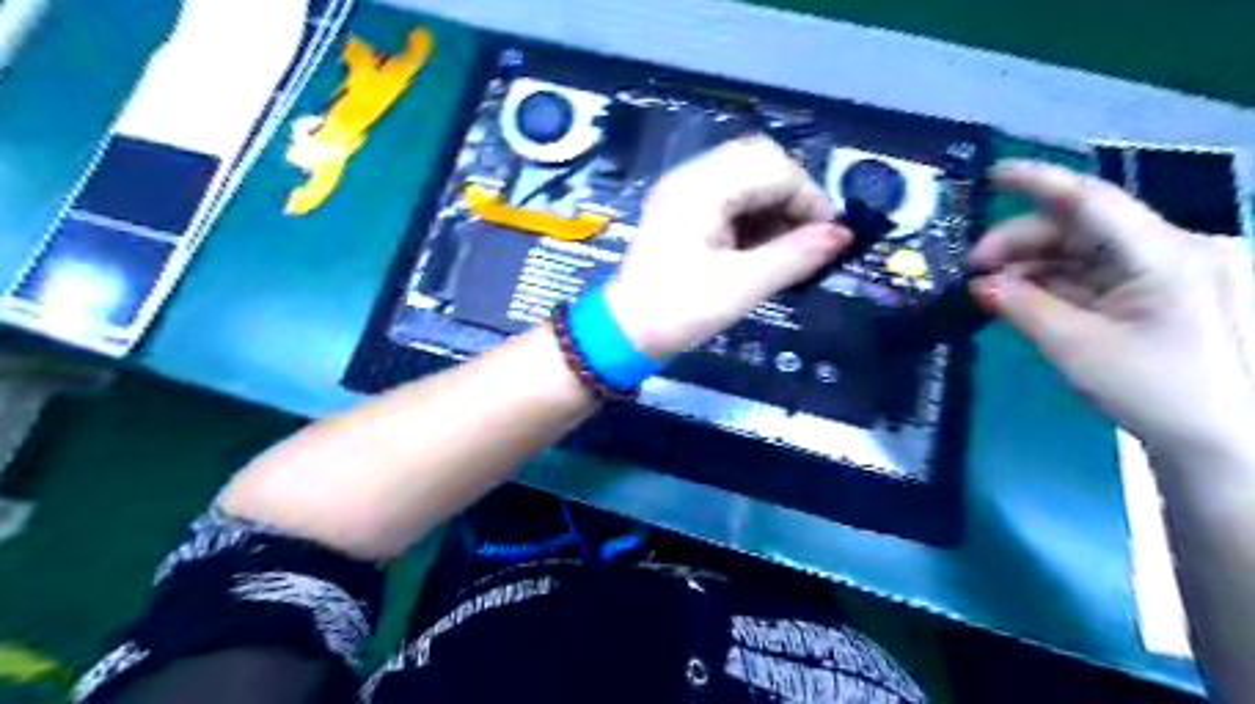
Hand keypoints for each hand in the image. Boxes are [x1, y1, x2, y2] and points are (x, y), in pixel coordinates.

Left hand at [601, 134, 851, 356]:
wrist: (625, 332)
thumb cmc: (680, 310)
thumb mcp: (742, 286)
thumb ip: (795, 256)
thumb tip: (843, 236)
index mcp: (701, 188)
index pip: (774, 166)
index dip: (809, 197)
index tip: (829, 237)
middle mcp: (691, 177)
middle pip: (760, 160)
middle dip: (793, 195)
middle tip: (808, 237)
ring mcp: (684, 190)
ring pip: (746, 175)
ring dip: (774, 203)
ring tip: (788, 245)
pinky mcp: (683, 208)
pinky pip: (729, 194)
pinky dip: (754, 212)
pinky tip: (763, 243)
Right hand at [970, 160, 1253, 456]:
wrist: (1215, 442)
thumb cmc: (1155, 391)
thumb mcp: (1077, 348)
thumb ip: (1023, 308)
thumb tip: (980, 285)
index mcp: (1163, 254)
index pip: (1092, 202)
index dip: (1040, 183)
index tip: (992, 175)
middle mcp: (1163, 252)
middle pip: (1077, 228)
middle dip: (1019, 243)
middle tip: (972, 270)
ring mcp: (1154, 275)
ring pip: (1077, 254)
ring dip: (1028, 267)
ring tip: (988, 289)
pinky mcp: (1144, 298)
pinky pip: (1085, 278)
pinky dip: (1047, 286)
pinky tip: (1016, 299)